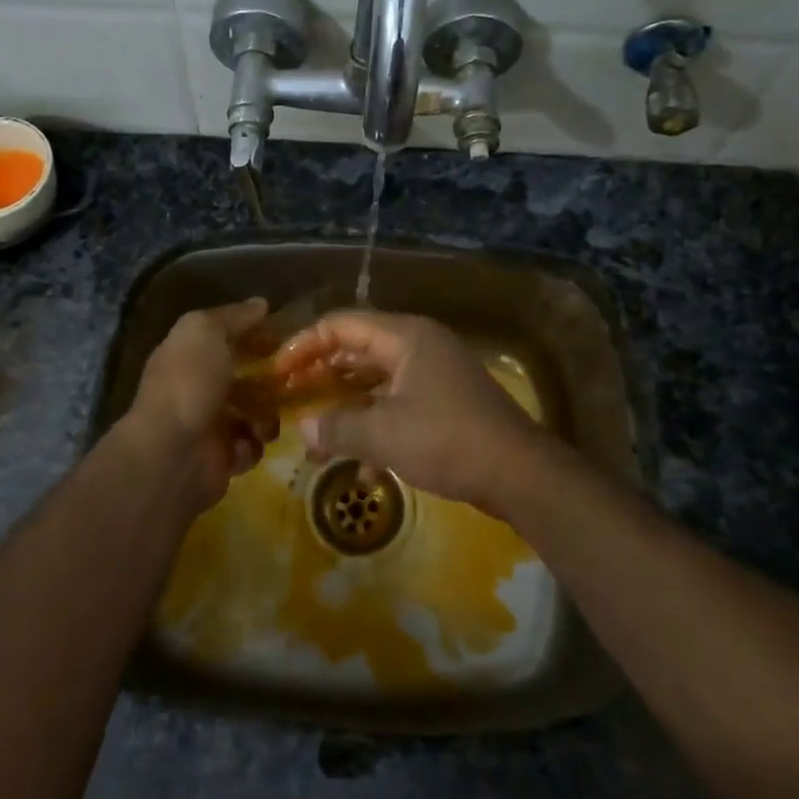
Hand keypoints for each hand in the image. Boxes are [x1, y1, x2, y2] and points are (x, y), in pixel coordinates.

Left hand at [125, 298, 277, 511]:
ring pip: (254, 414)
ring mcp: (208, 425)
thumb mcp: (206, 331)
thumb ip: (234, 317)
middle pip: (245, 377)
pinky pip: (251, 447)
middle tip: (292, 380)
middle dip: (270, 380)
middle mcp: (197, 388)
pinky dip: (252, 446)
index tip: (283, 336)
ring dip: (266, 417)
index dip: (254, 334)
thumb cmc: (189, 383)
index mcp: (188, 355)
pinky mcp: (220, 458)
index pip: (226, 338)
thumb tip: (260, 304)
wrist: (172, 453)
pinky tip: (246, 443)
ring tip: (266, 420)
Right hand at [272, 310, 562, 517]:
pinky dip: (376, 429)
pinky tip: (364, 471)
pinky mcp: (444, 404)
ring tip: (316, 440)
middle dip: (321, 376)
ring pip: (375, 383)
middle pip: (357, 350)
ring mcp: (434, 375)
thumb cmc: (448, 440)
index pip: (342, 325)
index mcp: (406, 337)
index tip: (278, 373)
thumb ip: (337, 428)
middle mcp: (419, 347)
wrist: (520, 473)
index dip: (305, 345)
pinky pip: (397, 406)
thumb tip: (303, 429)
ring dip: (346, 410)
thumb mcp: (384, 434)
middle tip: (290, 398)